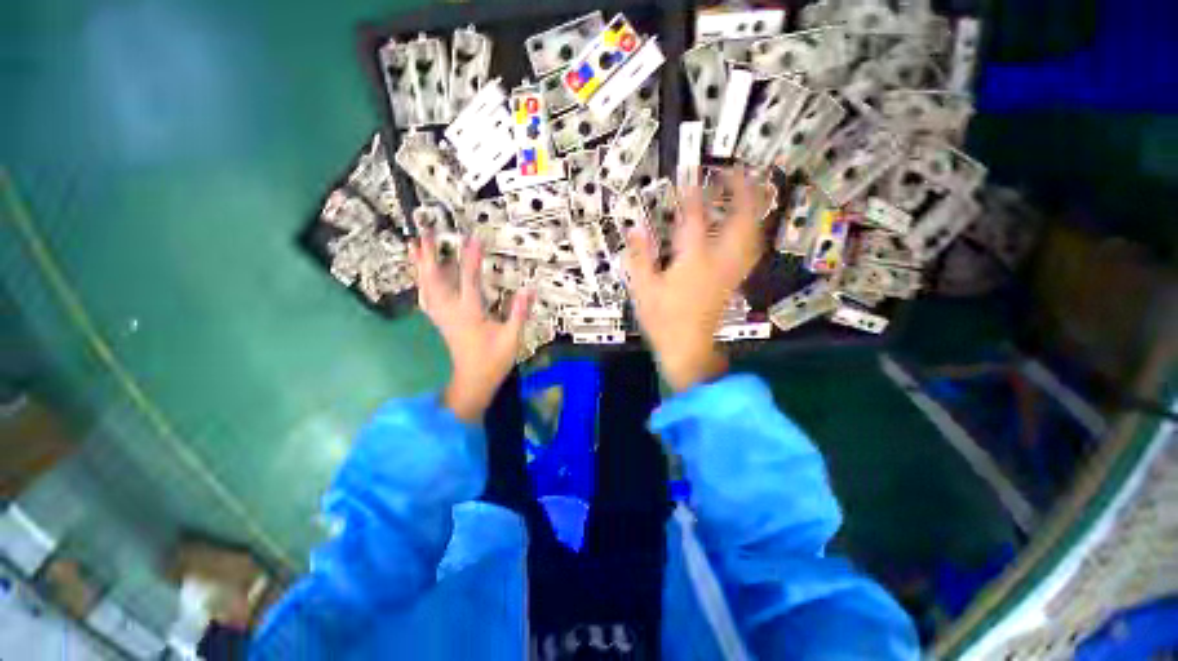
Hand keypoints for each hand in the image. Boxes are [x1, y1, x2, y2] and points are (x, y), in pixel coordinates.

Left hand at [409, 235, 531, 421]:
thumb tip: (529, 290)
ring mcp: (443, 317)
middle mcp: (452, 312)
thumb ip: (519, 313)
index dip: (471, 258)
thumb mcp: (511, 338)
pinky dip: (422, 282)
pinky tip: (421, 275)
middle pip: (435, 280)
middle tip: (424, 233)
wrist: (473, 381)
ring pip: (427, 287)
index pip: (469, 280)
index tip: (473, 239)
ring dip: (420, 266)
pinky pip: (427, 297)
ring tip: (414, 246)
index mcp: (470, 314)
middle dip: (429, 256)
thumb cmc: (493, 360)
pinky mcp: (442, 321)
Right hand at [625, 168, 763, 391]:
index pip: (696, 219)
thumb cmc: (663, 320)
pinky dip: (752, 231)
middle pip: (741, 220)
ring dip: (752, 207)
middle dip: (741, 191)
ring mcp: (731, 271)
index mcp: (693, 262)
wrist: (688, 349)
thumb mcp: (644, 289)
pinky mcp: (734, 280)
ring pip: (752, 233)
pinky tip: (748, 225)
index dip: (693, 194)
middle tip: (734, 171)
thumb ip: (640, 258)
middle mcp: (718, 262)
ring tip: (746, 190)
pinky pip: (751, 249)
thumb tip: (635, 230)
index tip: (691, 173)